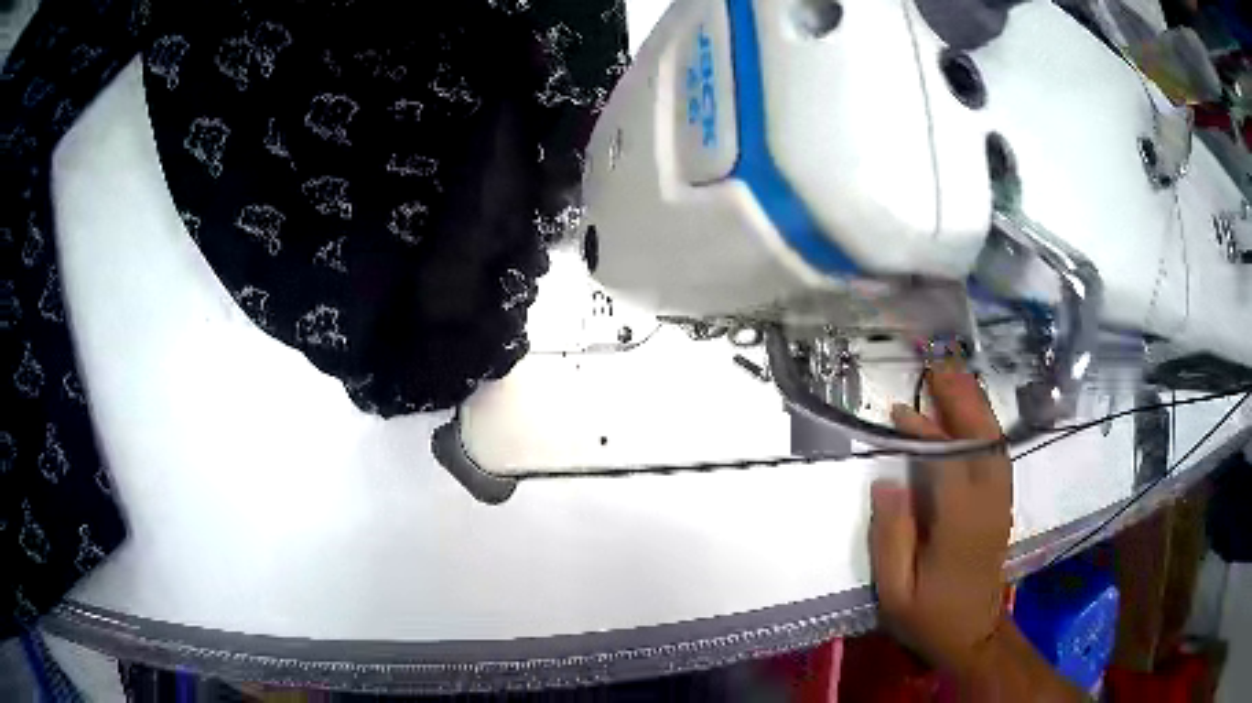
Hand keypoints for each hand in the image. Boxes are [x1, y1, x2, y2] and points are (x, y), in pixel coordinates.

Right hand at [869, 365, 1012, 675]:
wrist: (973, 635)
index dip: (925, 432)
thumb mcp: (895, 591)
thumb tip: (887, 481)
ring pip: (994, 443)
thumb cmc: (929, 617)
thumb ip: (891, 536)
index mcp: (960, 525)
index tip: (899, 413)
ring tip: (954, 379)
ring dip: (976, 407)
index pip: (948, 462)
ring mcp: (1000, 503)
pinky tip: (972, 416)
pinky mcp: (1002, 505)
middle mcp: (988, 505)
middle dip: (961, 400)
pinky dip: (986, 428)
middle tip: (937, 368)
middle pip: (981, 440)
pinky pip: (998, 456)